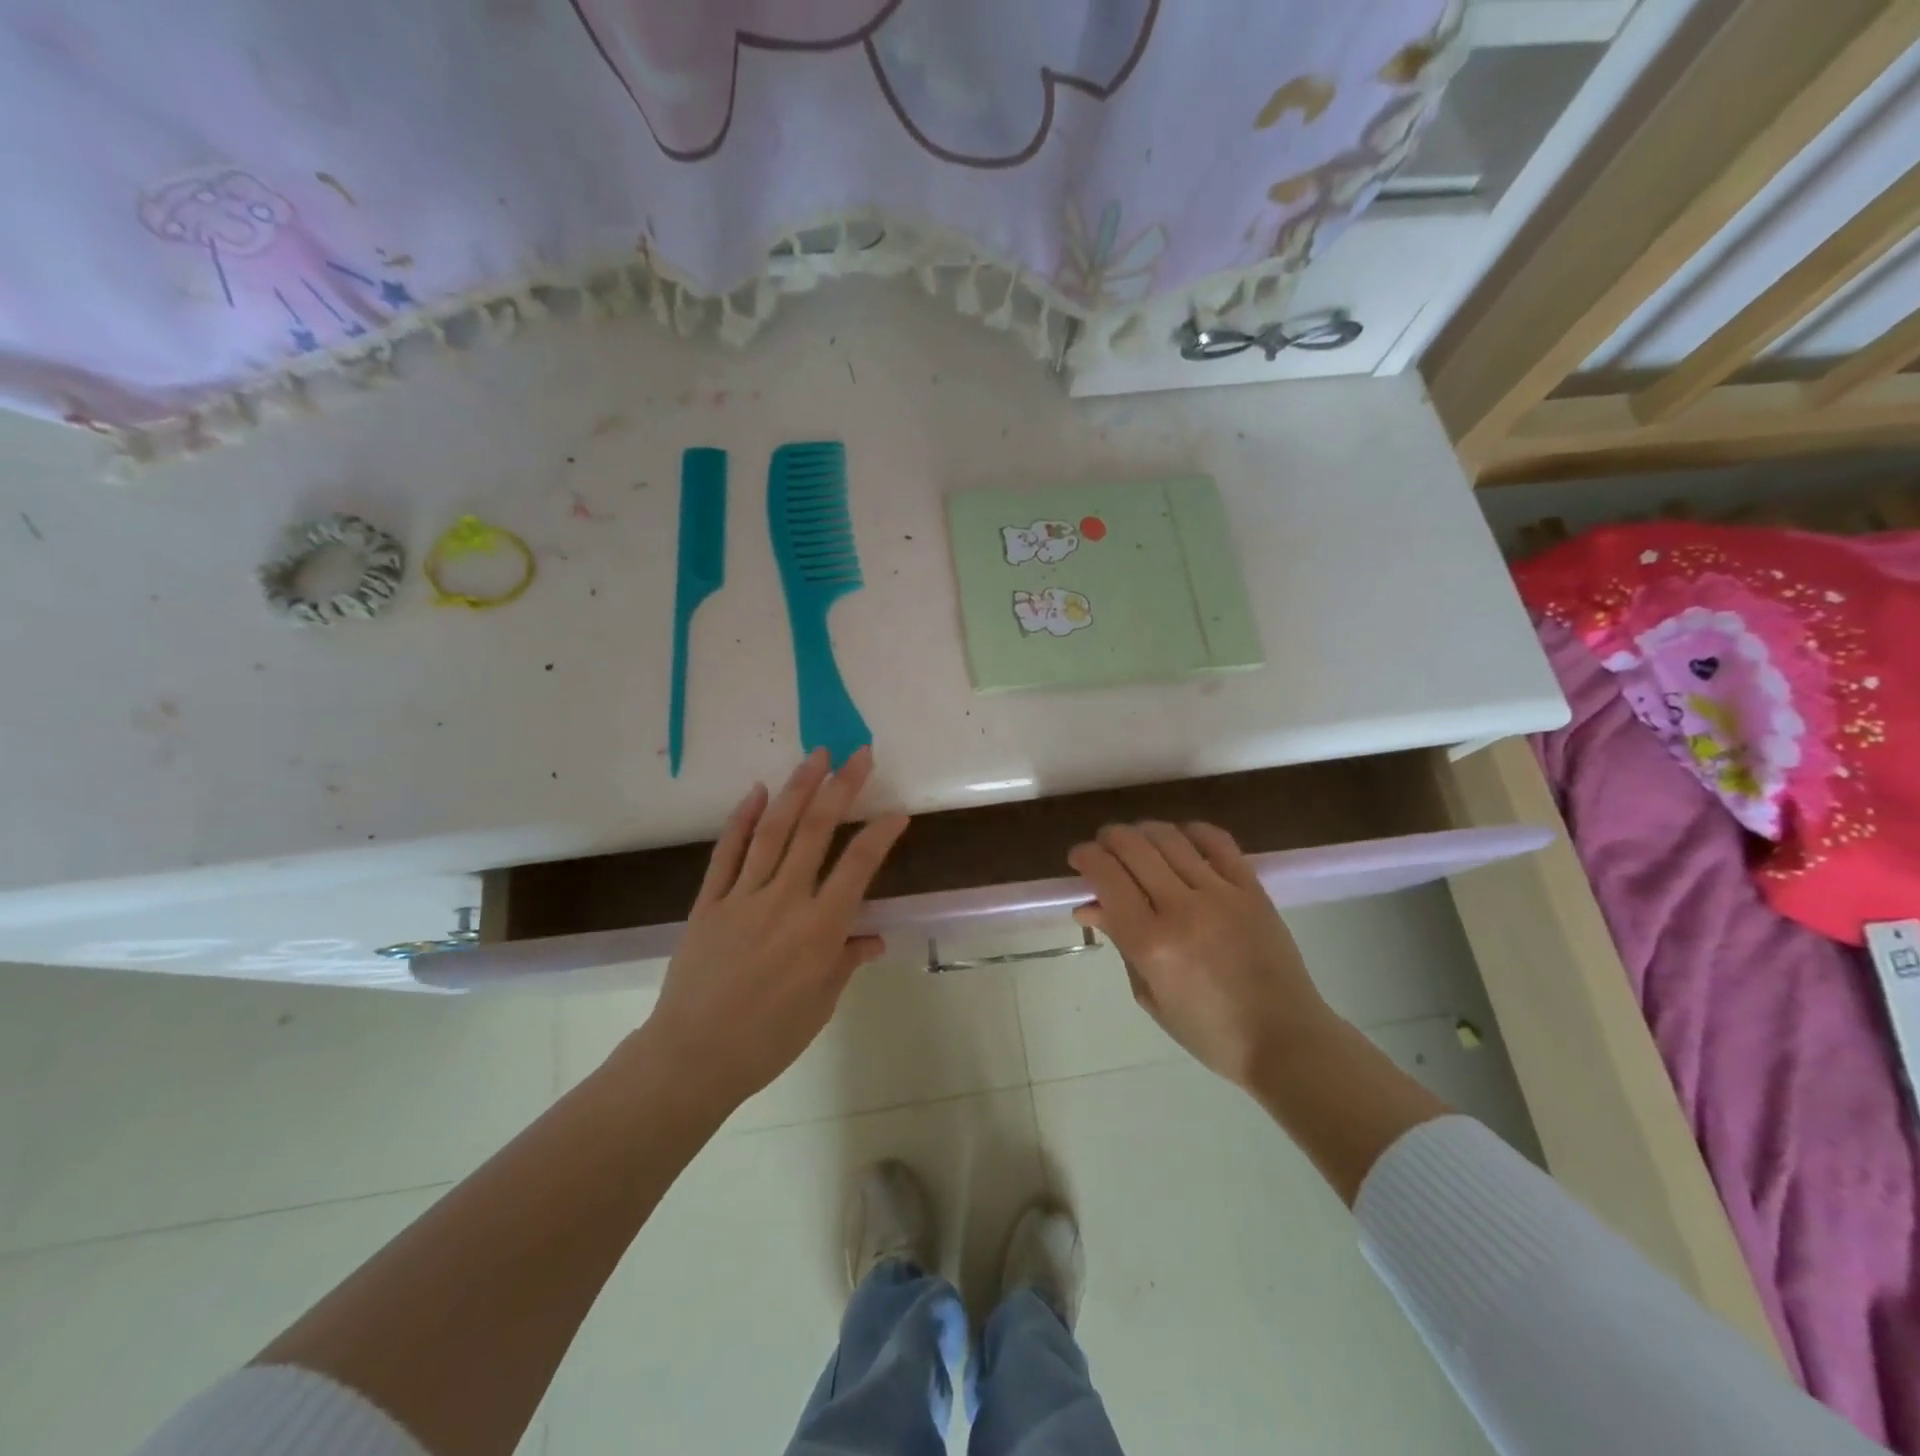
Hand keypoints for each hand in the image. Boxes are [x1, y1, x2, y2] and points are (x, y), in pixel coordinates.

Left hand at [632, 748, 909, 1111]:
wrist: (692, 1056)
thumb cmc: (768, 1039)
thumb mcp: (820, 1005)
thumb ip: (846, 960)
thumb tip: (874, 936)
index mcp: (820, 929)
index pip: (858, 866)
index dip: (881, 834)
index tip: (898, 811)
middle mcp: (784, 901)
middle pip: (816, 831)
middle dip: (841, 788)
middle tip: (858, 754)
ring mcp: (743, 896)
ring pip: (774, 831)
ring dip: (797, 789)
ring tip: (816, 756)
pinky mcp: (709, 901)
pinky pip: (727, 852)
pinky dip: (742, 819)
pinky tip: (757, 791)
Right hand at [1068, 822, 1336, 1089]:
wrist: (1286, 1040)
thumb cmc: (1209, 1032)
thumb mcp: (1150, 995)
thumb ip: (1121, 943)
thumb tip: (1090, 906)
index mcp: (1151, 944)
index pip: (1106, 877)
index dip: (1085, 857)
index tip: (1078, 859)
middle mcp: (1182, 909)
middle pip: (1133, 847)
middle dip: (1108, 839)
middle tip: (1102, 848)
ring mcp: (1221, 894)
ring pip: (1169, 837)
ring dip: (1143, 831)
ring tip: (1136, 842)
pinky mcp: (1252, 888)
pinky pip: (1217, 841)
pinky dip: (1190, 831)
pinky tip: (1180, 838)